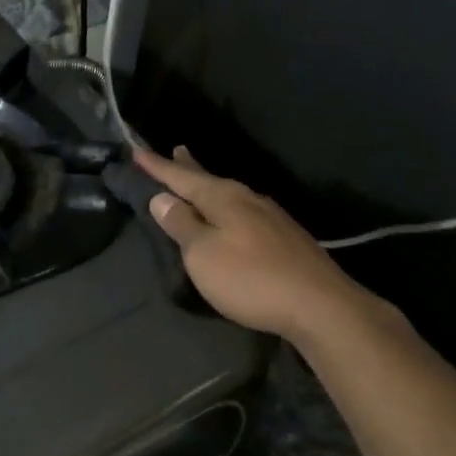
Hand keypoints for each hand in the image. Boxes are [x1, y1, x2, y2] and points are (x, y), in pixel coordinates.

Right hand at [137, 147, 384, 342]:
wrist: (319, 305)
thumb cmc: (250, 278)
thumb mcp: (203, 254)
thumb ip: (182, 224)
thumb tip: (162, 197)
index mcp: (223, 198)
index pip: (182, 177)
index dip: (158, 166)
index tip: (136, 151)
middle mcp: (248, 199)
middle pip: (209, 179)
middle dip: (189, 168)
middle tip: (176, 150)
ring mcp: (271, 218)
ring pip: (230, 196)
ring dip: (209, 188)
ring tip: (198, 181)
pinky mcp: (285, 238)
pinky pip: (244, 212)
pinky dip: (227, 208)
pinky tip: (232, 215)